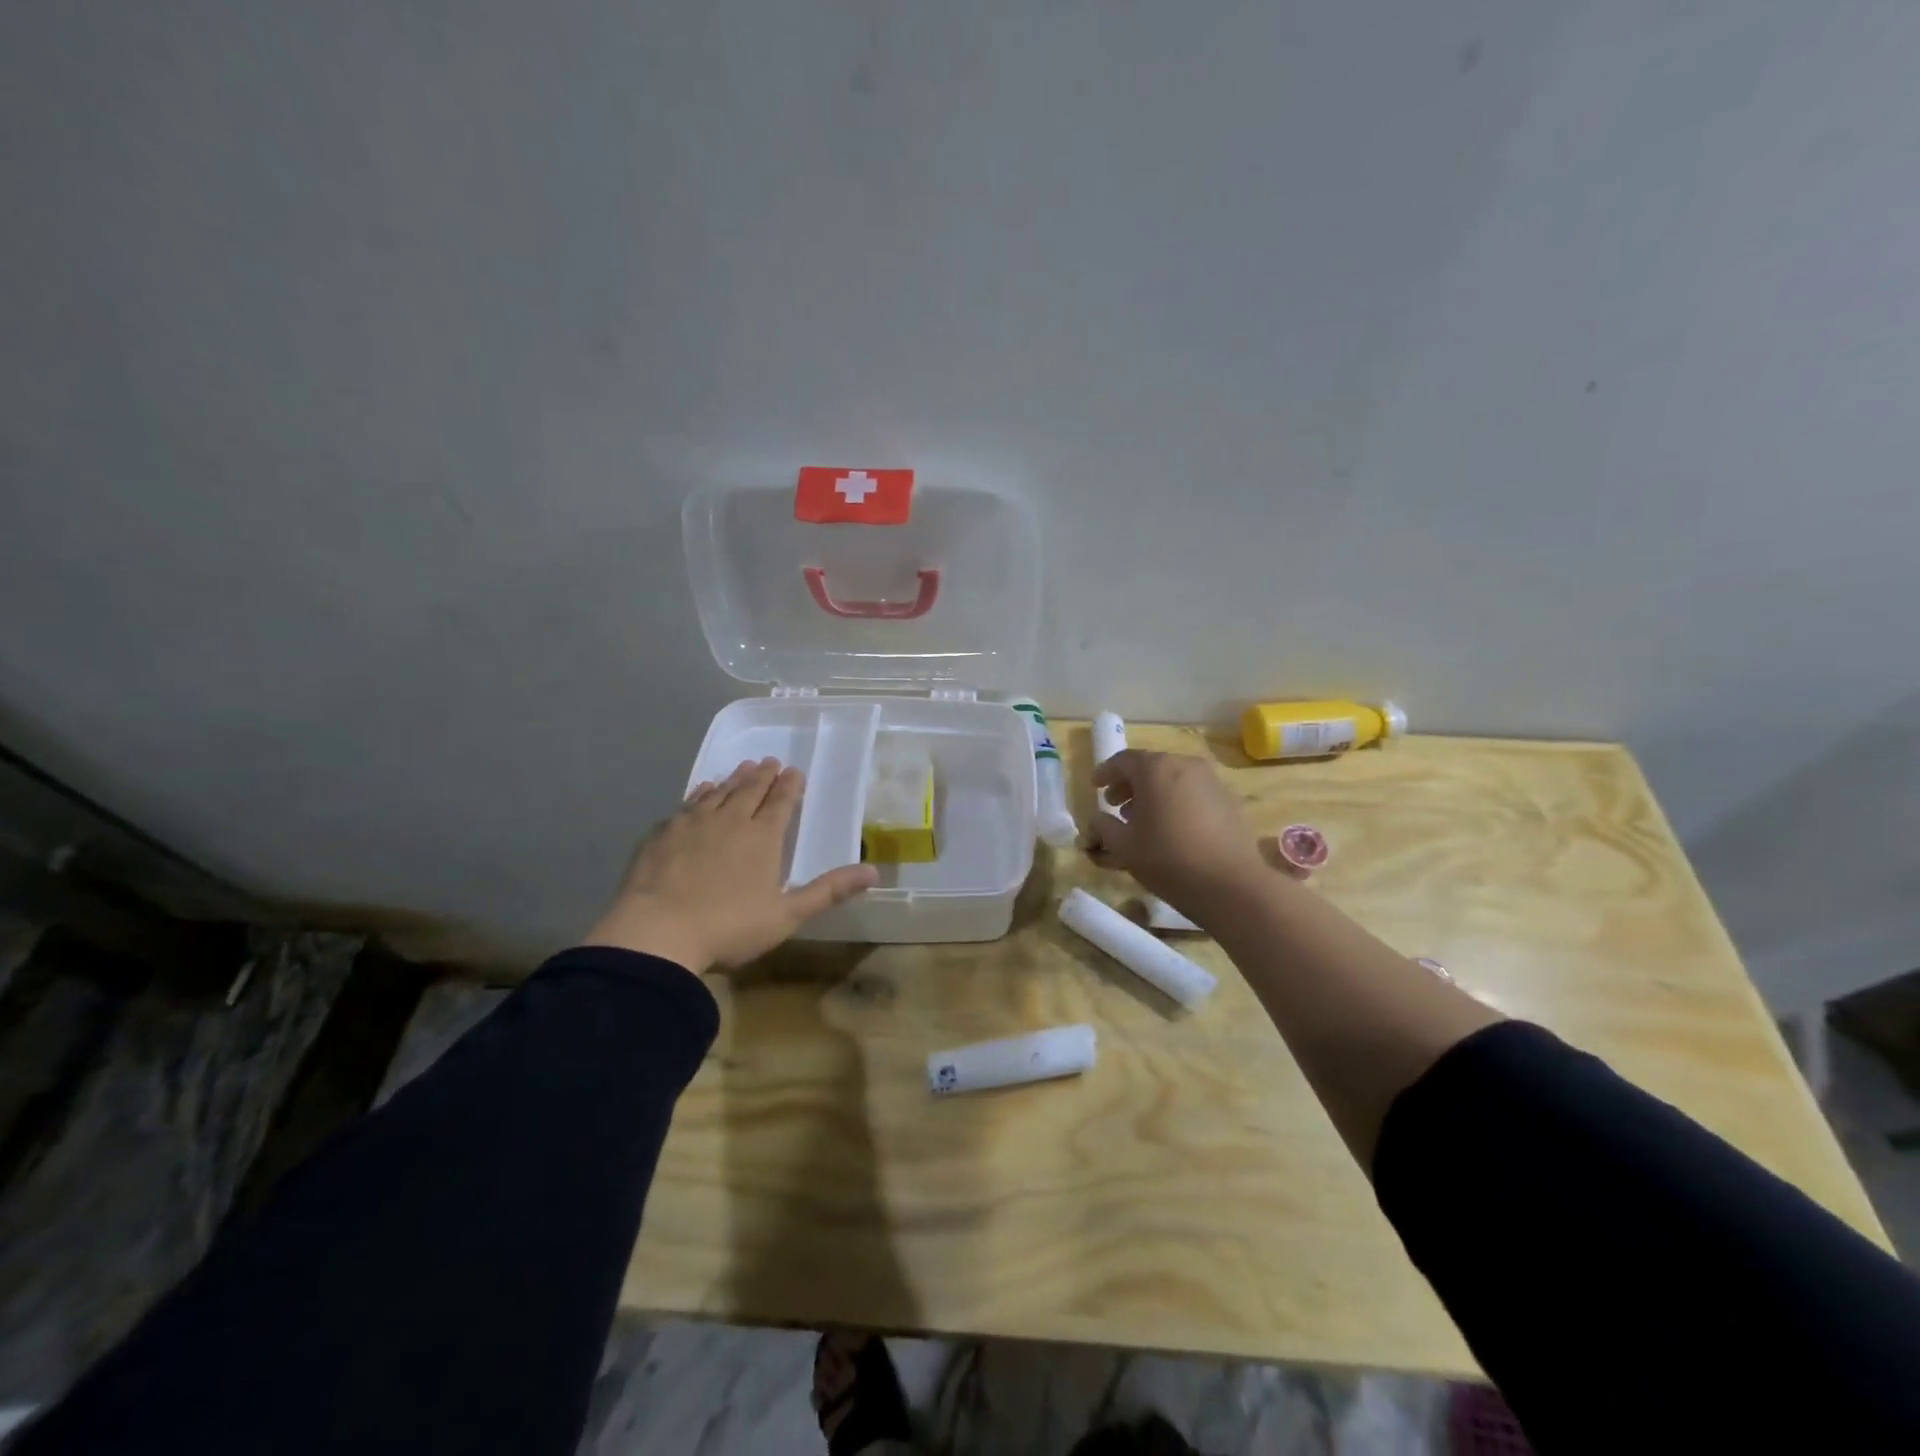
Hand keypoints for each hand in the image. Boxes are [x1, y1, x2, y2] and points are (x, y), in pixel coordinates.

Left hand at [584, 758, 877, 971]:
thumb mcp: (787, 915)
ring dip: (733, 779)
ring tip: (742, 768)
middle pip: (750, 790)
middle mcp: (729, 820)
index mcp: (762, 838)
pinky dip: (699, 794)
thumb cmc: (728, 927)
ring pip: (718, 792)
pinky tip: (701, 792)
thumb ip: (828, 891)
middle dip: (763, 775)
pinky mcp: (662, 834)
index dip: (790, 786)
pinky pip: (686, 804)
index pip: (781, 802)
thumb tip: (873, 871)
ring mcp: (692, 824)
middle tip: (770, 761)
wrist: (655, 934)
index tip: (794, 771)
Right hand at [1085, 750, 1268, 915]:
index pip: (1123, 760)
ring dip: (1153, 795)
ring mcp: (1211, 782)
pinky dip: (1175, 803)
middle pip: (1150, 768)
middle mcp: (1185, 765)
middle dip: (1129, 785)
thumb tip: (1096, 820)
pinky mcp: (1228, 802)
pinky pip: (1192, 794)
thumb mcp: (1123, 846)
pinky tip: (1170, 830)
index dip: (1105, 773)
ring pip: (1173, 780)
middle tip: (1115, 806)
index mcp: (1156, 768)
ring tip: (1142, 821)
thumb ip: (1102, 827)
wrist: (1231, 884)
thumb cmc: (1167, 858)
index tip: (1094, 788)